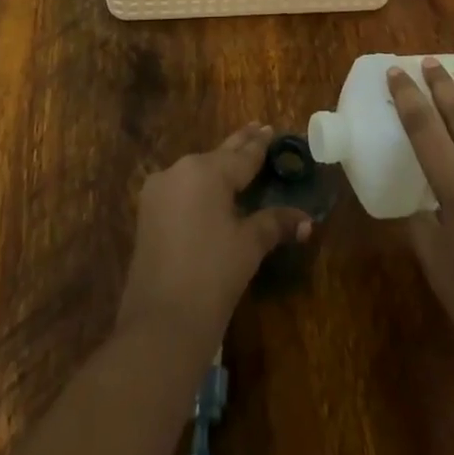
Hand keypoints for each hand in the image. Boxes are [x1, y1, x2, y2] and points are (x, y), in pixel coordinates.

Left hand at [117, 125, 311, 352]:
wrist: (159, 325)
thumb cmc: (212, 277)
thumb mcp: (249, 246)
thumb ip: (274, 224)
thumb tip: (306, 221)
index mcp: (207, 171)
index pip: (243, 155)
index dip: (260, 144)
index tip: (271, 129)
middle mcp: (180, 170)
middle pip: (218, 157)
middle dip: (240, 146)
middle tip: (258, 130)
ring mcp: (159, 190)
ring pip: (197, 172)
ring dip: (218, 168)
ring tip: (238, 162)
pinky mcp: (147, 213)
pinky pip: (181, 189)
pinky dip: (200, 188)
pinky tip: (212, 191)